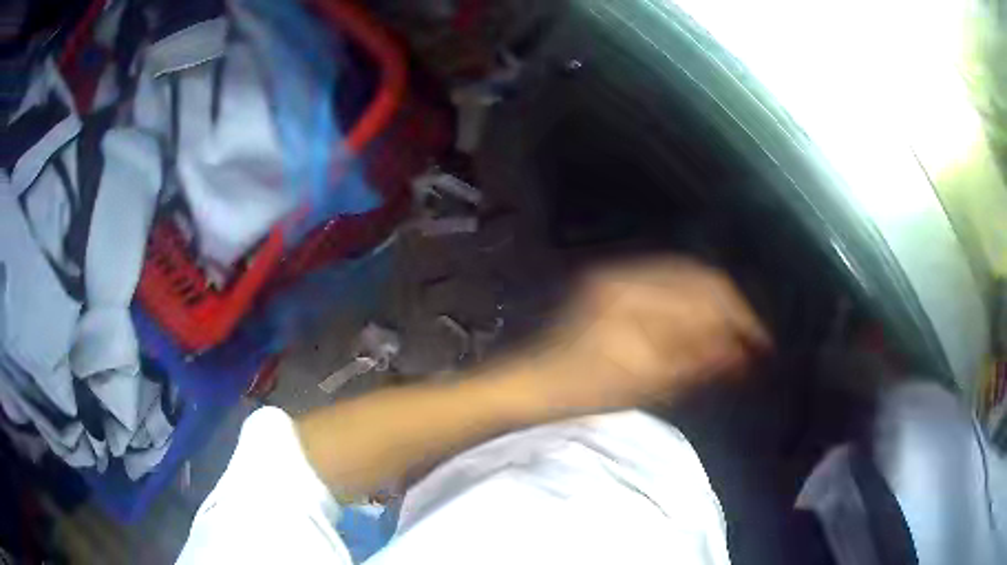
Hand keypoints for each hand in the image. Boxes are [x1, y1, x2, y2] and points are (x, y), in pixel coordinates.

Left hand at [516, 257, 770, 412]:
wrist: (533, 385)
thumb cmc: (582, 391)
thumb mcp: (643, 381)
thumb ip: (695, 361)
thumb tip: (742, 352)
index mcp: (634, 293)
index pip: (706, 292)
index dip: (739, 319)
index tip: (761, 346)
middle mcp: (628, 274)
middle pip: (698, 280)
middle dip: (730, 312)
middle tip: (751, 345)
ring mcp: (619, 278)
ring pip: (686, 283)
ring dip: (713, 310)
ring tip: (732, 342)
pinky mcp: (615, 289)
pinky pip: (667, 290)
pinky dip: (692, 310)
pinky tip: (702, 333)